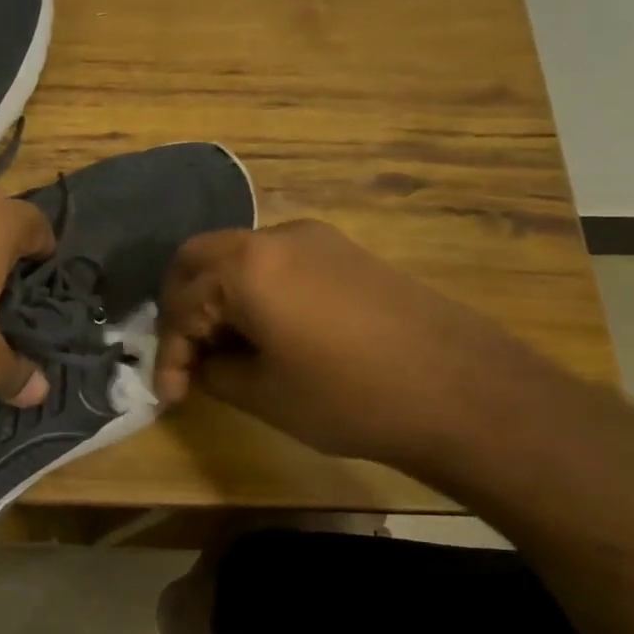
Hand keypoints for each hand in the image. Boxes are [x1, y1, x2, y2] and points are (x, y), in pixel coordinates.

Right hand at [155, 220, 548, 470]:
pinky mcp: (344, 253)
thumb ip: (212, 371)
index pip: (181, 305)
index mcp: (245, 267)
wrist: (464, 392)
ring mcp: (315, 239)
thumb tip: (200, 363)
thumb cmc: (349, 397)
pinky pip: (275, 263)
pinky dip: (252, 292)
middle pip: (198, 261)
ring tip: (225, 352)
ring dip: (218, 299)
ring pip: (237, 258)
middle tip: (186, 356)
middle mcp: (274, 237)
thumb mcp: (262, 394)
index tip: (170, 395)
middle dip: (182, 310)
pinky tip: (265, 334)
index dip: (169, 354)